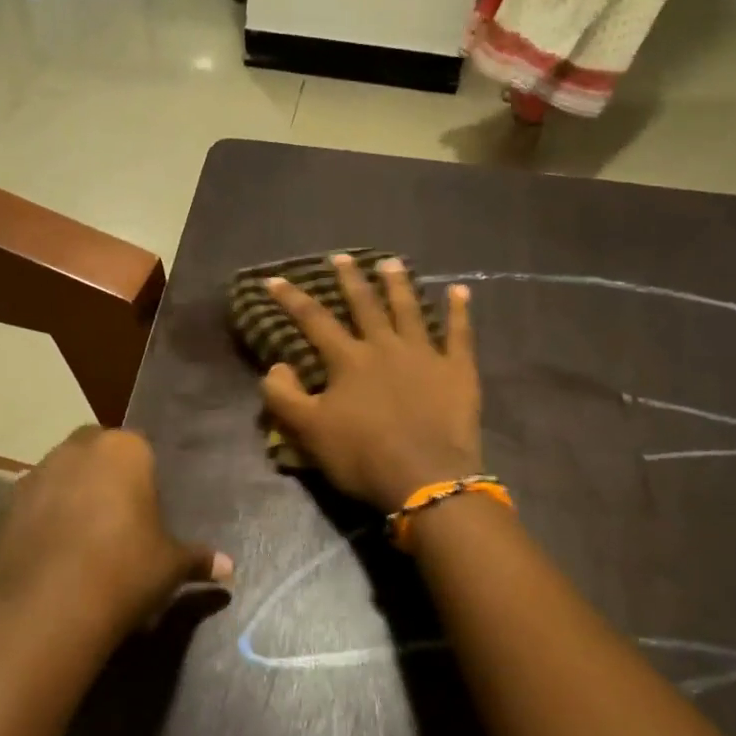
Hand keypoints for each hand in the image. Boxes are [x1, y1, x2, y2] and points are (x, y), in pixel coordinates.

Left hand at [0, 428, 230, 675]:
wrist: (48, 609)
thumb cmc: (125, 571)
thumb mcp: (171, 566)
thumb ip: (198, 559)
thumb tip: (229, 569)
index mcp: (124, 451)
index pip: (140, 447)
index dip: (144, 477)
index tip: (147, 510)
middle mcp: (76, 450)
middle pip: (95, 451)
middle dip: (104, 475)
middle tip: (118, 518)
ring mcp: (34, 476)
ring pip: (59, 475)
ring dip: (71, 495)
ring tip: (83, 540)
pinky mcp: (3, 508)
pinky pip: (31, 506)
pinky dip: (41, 521)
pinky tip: (53, 557)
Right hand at [262, 254, 481, 512]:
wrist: (425, 477)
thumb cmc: (362, 456)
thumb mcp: (309, 431)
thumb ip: (284, 396)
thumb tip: (275, 366)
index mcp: (348, 360)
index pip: (314, 321)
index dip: (292, 299)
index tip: (275, 279)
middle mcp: (385, 346)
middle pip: (365, 305)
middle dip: (350, 280)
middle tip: (342, 257)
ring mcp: (425, 354)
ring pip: (409, 309)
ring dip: (399, 284)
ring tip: (391, 263)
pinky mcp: (457, 370)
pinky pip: (460, 333)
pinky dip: (459, 311)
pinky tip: (459, 290)